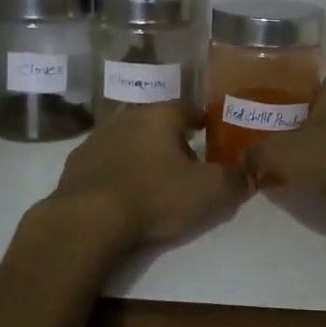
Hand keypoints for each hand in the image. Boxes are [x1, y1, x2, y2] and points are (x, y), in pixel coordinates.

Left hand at [46, 103, 248, 247]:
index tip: (209, 132)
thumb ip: (235, 180)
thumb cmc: (155, 196)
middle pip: (156, 122)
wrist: (88, 220)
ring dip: (141, 154)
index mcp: (160, 116)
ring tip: (154, 179)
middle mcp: (127, 118)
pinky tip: (123, 194)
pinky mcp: (75, 166)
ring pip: (128, 140)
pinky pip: (104, 162)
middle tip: (185, 162)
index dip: (201, 119)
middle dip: (171, 138)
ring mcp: (96, 140)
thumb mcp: (210, 192)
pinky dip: (117, 172)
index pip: (187, 106)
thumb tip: (250, 173)